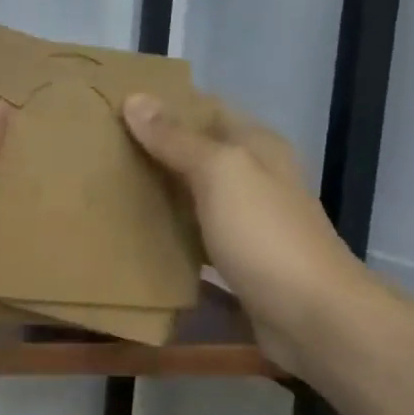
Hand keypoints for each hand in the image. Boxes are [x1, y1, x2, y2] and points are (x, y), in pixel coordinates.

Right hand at [123, 94, 366, 372]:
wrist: (311, 316)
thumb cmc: (265, 235)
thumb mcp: (220, 174)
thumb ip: (177, 139)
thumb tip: (135, 98)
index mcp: (257, 146)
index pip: (206, 110)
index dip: (165, 105)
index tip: (116, 107)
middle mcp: (255, 177)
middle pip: (199, 153)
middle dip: (156, 149)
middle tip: (102, 150)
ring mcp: (249, 221)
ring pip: (196, 194)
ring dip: (161, 191)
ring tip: (110, 187)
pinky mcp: (239, 259)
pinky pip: (197, 235)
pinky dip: (171, 231)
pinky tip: (138, 234)